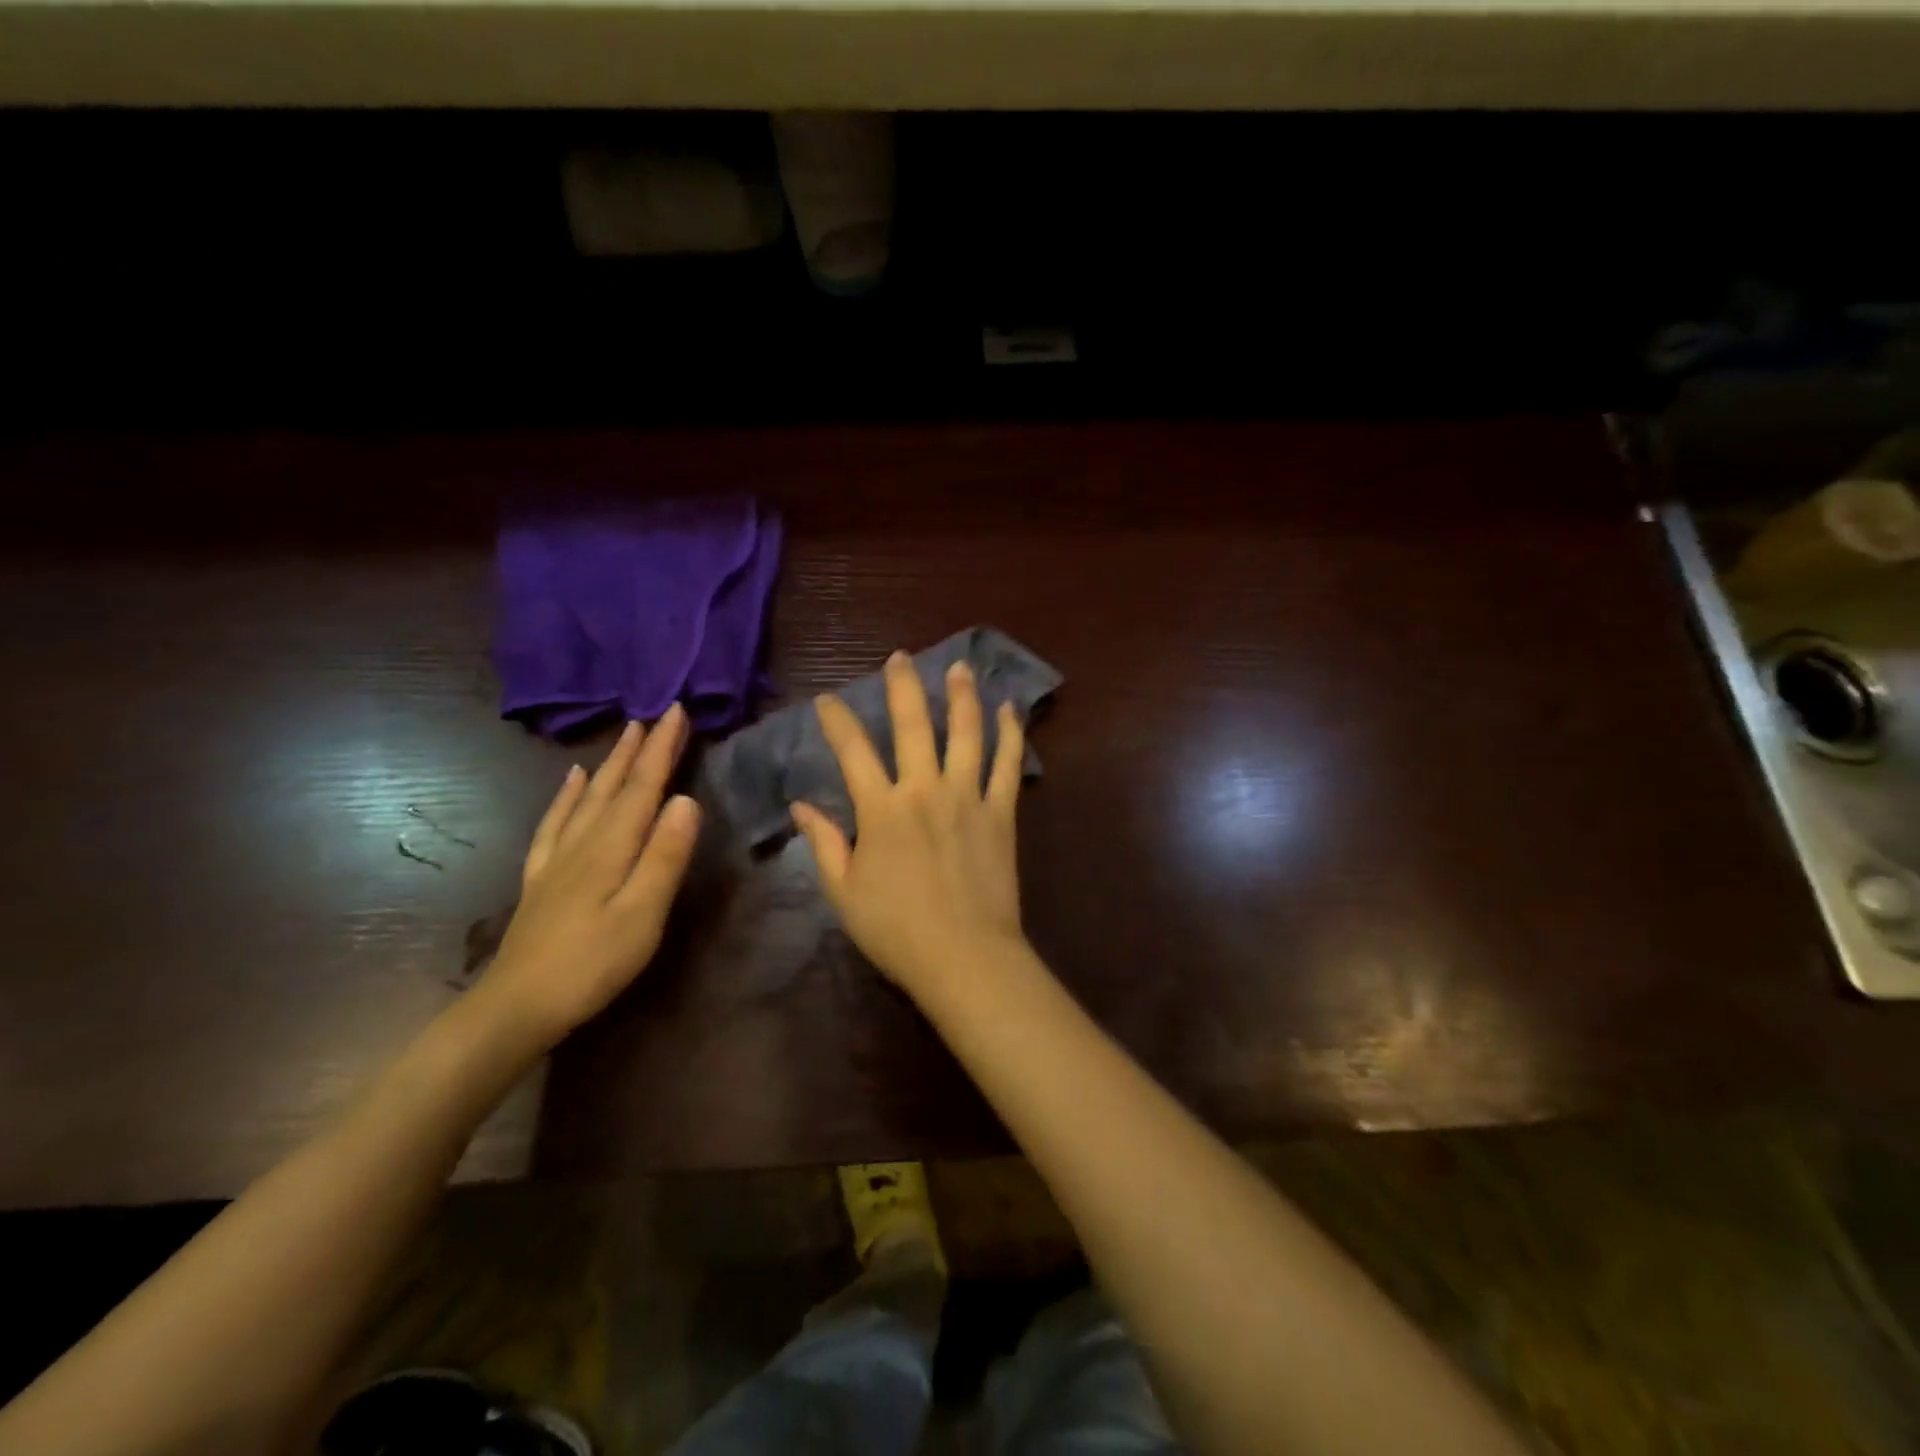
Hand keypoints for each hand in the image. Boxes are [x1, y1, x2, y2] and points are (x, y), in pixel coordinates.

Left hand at [484, 706, 701, 1046]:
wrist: (515, 1008)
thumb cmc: (591, 965)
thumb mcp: (641, 915)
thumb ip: (664, 857)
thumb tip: (687, 800)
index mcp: (612, 847)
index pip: (644, 787)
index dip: (663, 748)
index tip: (677, 710)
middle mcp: (583, 842)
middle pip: (617, 785)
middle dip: (640, 748)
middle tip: (657, 713)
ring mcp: (558, 859)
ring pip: (588, 797)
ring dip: (611, 763)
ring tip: (625, 735)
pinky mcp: (542, 878)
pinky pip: (555, 823)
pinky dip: (568, 796)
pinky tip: (573, 781)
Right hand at [791, 651, 1028, 1003]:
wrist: (965, 957)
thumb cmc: (897, 930)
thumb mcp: (844, 892)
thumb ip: (824, 843)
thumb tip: (801, 807)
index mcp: (881, 810)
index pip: (852, 751)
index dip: (838, 721)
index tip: (828, 700)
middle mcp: (924, 790)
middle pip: (912, 725)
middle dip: (903, 686)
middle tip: (900, 657)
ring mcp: (967, 798)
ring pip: (966, 733)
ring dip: (962, 696)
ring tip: (960, 667)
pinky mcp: (1001, 813)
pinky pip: (1008, 765)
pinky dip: (1009, 735)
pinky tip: (1009, 710)